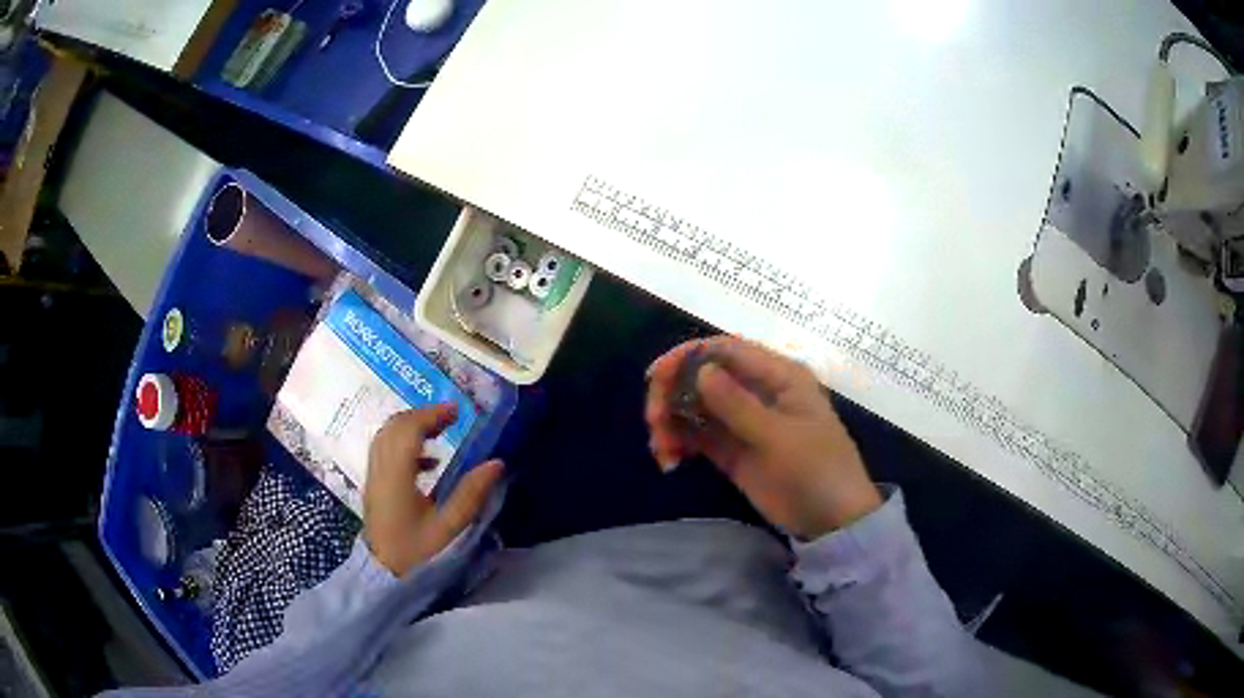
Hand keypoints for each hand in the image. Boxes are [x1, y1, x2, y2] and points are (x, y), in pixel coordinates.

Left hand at [364, 404, 503, 575]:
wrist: (385, 576)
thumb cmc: (417, 553)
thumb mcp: (449, 527)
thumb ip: (471, 493)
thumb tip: (496, 462)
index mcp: (396, 476)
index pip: (408, 430)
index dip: (431, 415)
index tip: (457, 412)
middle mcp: (380, 470)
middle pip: (394, 427)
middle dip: (422, 415)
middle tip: (451, 417)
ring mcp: (374, 477)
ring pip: (387, 436)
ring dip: (411, 426)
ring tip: (441, 431)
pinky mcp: (375, 486)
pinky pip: (385, 451)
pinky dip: (405, 444)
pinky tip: (429, 461)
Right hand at [645, 336, 880, 539]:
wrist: (833, 522)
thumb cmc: (816, 471)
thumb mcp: (779, 438)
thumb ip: (738, 405)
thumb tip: (699, 370)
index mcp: (779, 376)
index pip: (726, 350)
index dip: (687, 356)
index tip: (655, 376)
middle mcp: (759, 391)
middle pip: (704, 377)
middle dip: (673, 394)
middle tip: (654, 423)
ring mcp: (744, 422)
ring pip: (696, 407)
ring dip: (671, 422)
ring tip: (662, 451)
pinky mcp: (733, 450)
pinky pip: (698, 436)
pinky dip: (679, 443)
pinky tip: (669, 461)